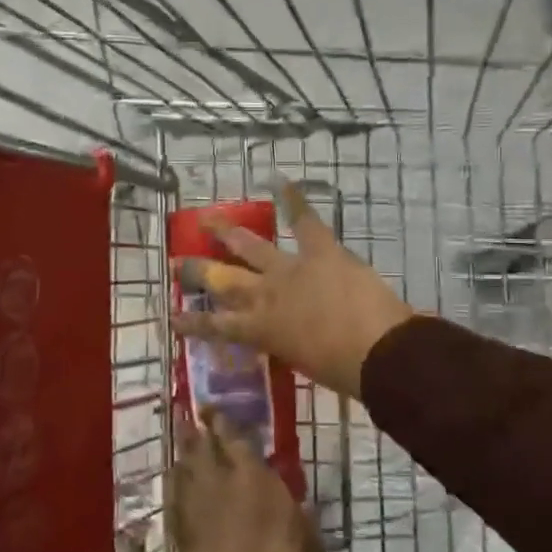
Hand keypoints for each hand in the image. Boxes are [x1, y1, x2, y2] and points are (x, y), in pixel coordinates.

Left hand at [167, 412, 325, 551]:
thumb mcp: (311, 546)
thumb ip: (295, 514)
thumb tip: (285, 496)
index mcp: (257, 483)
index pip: (236, 440)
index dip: (225, 422)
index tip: (216, 409)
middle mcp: (222, 487)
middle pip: (203, 448)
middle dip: (198, 428)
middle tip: (192, 412)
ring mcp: (198, 512)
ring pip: (185, 470)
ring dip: (184, 451)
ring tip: (183, 437)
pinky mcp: (183, 537)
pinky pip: (174, 500)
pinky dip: (174, 485)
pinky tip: (174, 478)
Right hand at [173, 181, 413, 399]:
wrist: (378, 352)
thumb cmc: (342, 371)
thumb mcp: (300, 363)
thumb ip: (286, 347)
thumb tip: (285, 340)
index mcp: (260, 330)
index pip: (215, 327)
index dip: (191, 323)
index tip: (172, 317)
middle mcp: (265, 296)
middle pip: (222, 280)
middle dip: (197, 270)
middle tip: (178, 262)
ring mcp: (289, 268)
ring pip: (249, 246)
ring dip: (226, 232)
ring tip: (207, 218)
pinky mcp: (320, 250)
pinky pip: (304, 220)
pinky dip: (294, 198)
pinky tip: (279, 179)